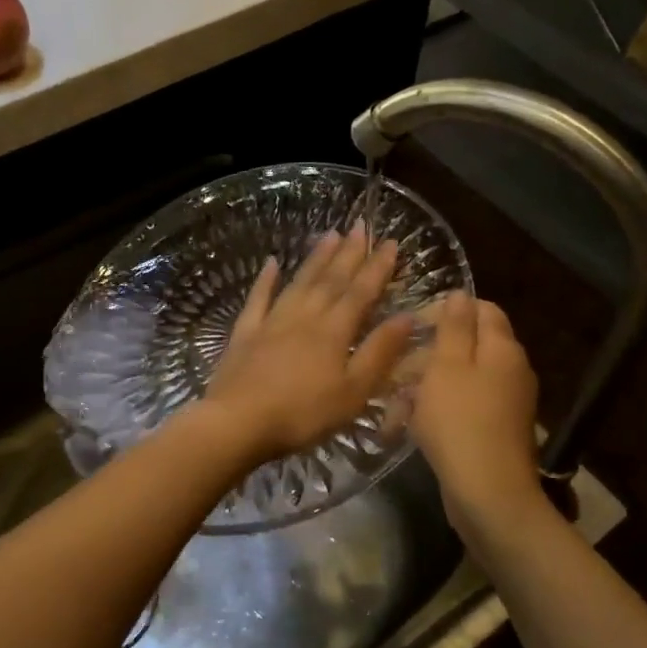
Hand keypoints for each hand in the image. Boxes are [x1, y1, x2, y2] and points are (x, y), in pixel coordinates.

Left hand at [202, 226, 415, 466]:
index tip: (390, 242)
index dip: (378, 267)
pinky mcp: (245, 333)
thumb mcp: (354, 392)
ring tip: (329, 234)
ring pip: (299, 282)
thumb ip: (380, 352)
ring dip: (316, 258)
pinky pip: (258, 299)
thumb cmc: (303, 414)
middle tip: (361, 225)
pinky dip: (266, 279)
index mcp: (334, 331)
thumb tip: (407, 317)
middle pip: (331, 279)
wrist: (239, 422)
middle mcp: (305, 316)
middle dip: (349, 252)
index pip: (361, 292)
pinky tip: (271, 262)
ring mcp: (271, 322)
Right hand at [410, 293, 547, 539]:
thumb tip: (460, 294)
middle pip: (467, 345)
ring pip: (459, 379)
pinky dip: (436, 411)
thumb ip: (453, 327)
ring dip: (424, 386)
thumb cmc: (460, 422)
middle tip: (394, 369)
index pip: (481, 309)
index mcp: (502, 349)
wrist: (488, 493)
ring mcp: (506, 403)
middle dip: (427, 354)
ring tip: (393, 405)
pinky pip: (463, 407)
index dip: (446, 310)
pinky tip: (407, 426)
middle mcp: (511, 370)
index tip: (413, 325)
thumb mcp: (447, 366)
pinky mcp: (495, 430)